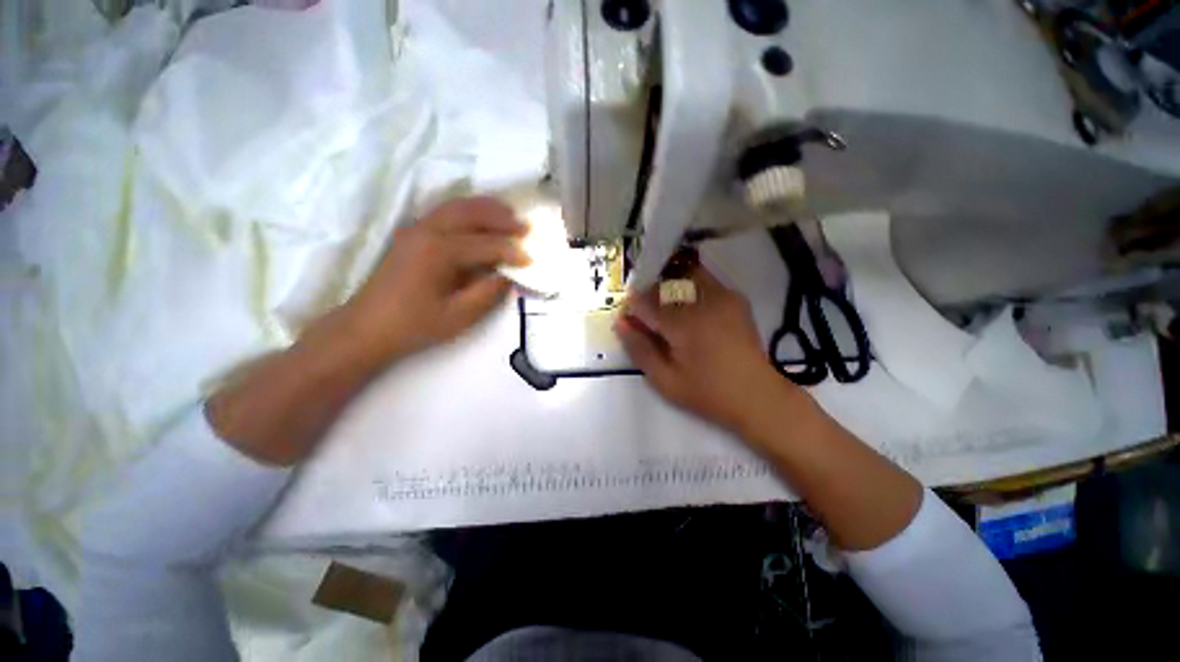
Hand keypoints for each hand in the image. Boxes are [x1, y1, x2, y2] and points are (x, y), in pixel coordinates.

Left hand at [343, 196, 528, 362]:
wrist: (367, 328)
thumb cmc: (414, 326)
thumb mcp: (458, 316)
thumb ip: (488, 293)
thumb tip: (509, 275)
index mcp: (438, 251)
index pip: (485, 244)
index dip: (511, 251)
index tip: (531, 259)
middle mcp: (426, 231)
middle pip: (470, 213)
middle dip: (501, 217)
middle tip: (525, 226)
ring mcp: (415, 229)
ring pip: (456, 207)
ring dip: (485, 208)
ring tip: (509, 214)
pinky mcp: (411, 234)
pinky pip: (445, 212)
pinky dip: (467, 211)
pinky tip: (480, 220)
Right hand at [615, 261, 799, 432]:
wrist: (758, 395)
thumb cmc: (708, 393)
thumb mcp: (665, 381)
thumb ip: (639, 349)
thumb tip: (620, 322)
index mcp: (685, 324)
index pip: (646, 301)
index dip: (632, 307)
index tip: (629, 319)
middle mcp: (704, 301)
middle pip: (664, 282)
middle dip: (648, 294)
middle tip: (647, 317)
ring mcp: (723, 295)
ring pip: (683, 274)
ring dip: (667, 286)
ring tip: (666, 310)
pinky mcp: (733, 297)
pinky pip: (702, 279)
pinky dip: (686, 286)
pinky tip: (686, 308)